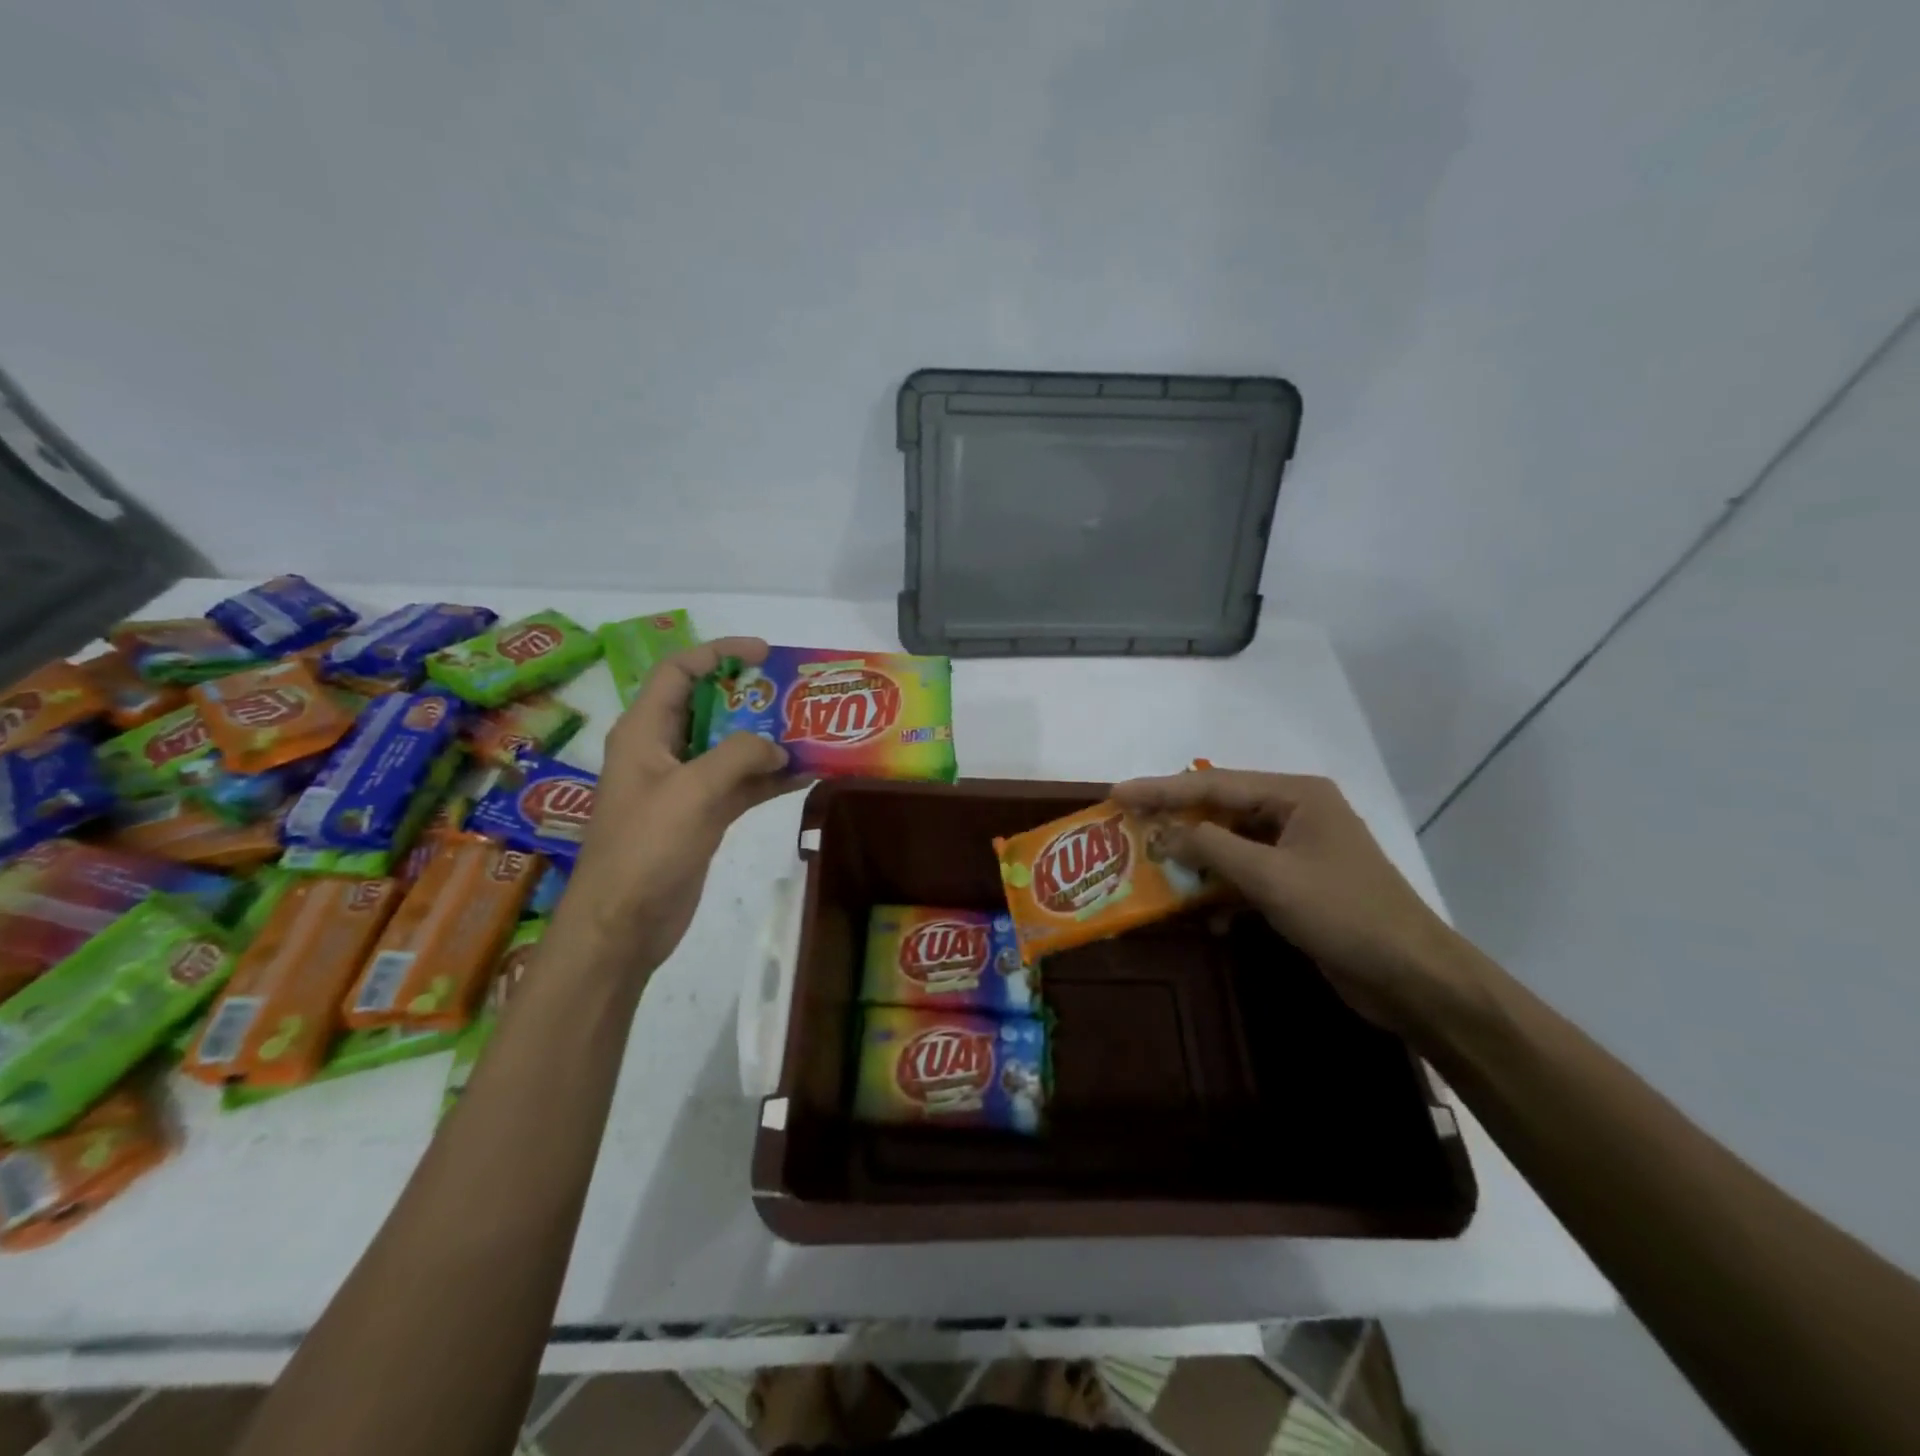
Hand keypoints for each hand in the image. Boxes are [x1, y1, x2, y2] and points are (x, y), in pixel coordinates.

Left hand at [560, 637, 799, 974]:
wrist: (623, 924)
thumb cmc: (646, 847)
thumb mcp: (693, 790)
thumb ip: (739, 756)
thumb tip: (779, 746)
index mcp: (645, 731)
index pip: (679, 672)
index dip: (719, 653)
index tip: (764, 653)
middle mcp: (662, 750)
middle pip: (708, 707)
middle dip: (751, 698)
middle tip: (795, 695)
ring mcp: (683, 785)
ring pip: (729, 748)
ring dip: (766, 740)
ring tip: (810, 731)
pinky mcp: (701, 816)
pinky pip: (739, 785)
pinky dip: (768, 779)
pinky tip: (805, 775)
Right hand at [1113, 767, 1489, 1037]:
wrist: (1412, 978)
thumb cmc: (1343, 913)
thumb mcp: (1270, 876)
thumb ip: (1211, 848)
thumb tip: (1164, 835)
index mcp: (1296, 795)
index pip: (1214, 783)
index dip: (1161, 789)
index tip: (1117, 793)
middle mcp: (1296, 813)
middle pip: (1221, 810)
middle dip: (1175, 822)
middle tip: (1127, 827)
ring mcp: (1298, 850)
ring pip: (1231, 845)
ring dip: (1196, 860)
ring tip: (1151, 868)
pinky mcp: (1298, 885)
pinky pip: (1246, 876)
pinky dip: (1222, 891)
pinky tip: (1204, 915)